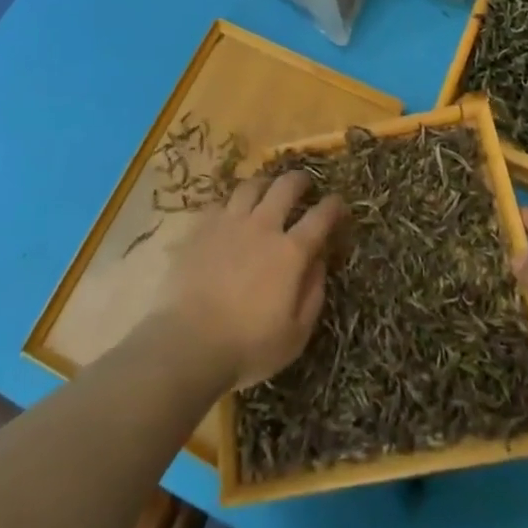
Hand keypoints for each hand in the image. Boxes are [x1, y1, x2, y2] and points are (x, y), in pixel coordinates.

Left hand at [157, 169, 346, 392]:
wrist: (188, 343)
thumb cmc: (248, 347)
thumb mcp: (295, 335)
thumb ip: (313, 294)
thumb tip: (319, 261)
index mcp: (290, 252)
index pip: (320, 217)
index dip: (333, 207)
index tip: (339, 203)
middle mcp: (262, 226)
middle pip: (285, 187)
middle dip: (300, 180)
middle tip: (305, 183)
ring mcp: (229, 222)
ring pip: (251, 186)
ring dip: (265, 184)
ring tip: (267, 190)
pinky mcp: (201, 227)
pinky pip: (220, 202)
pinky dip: (231, 204)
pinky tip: (230, 214)